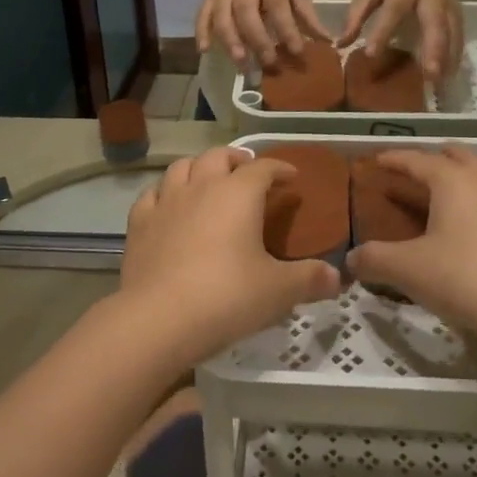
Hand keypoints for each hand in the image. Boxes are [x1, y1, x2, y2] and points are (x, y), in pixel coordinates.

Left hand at [119, 147, 339, 363]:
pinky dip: (165, 193)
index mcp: (239, 194)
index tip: (291, 177)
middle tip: (248, 172)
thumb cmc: (227, 297)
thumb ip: (310, 280)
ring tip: (209, 181)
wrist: (158, 319)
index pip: (263, 168)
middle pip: (218, 156)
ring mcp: (166, 202)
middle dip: (236, 159)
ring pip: (182, 167)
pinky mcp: (139, 223)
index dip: (280, 168)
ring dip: (199, 168)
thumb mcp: (278, 292)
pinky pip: (152, 194)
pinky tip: (169, 206)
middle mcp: (201, 187)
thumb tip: (338, 279)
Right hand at [199, 0, 330, 69]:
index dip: (286, 28)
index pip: (277, 4)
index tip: (296, 50)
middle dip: (258, 40)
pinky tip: (204, 50)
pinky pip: (202, 13)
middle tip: (270, 63)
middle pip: (248, 13)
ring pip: (223, 17)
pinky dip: (201, 31)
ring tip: (242, 64)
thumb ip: (304, 11)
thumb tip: (325, 39)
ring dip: (231, 41)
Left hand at [339, 0, 463, 79]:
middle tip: (429, 74)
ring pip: (452, 33)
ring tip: (439, 84)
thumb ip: (358, 14)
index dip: (383, 31)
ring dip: (447, 59)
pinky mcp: (459, 16)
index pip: (393, 10)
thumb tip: (340, 44)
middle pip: (435, 23)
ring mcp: (449, 6)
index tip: (371, 54)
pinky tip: (449, 77)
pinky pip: (459, 38)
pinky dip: (455, 58)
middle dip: (434, 49)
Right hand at [345, 146, 476, 344]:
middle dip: (437, 158)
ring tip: (443, 200)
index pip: (418, 160)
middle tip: (416, 171)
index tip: (376, 160)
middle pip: (460, 156)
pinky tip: (470, 236)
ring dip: (463, 180)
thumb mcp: (407, 270)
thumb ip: (374, 259)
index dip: (394, 159)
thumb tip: (351, 259)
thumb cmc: (464, 278)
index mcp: (454, 181)